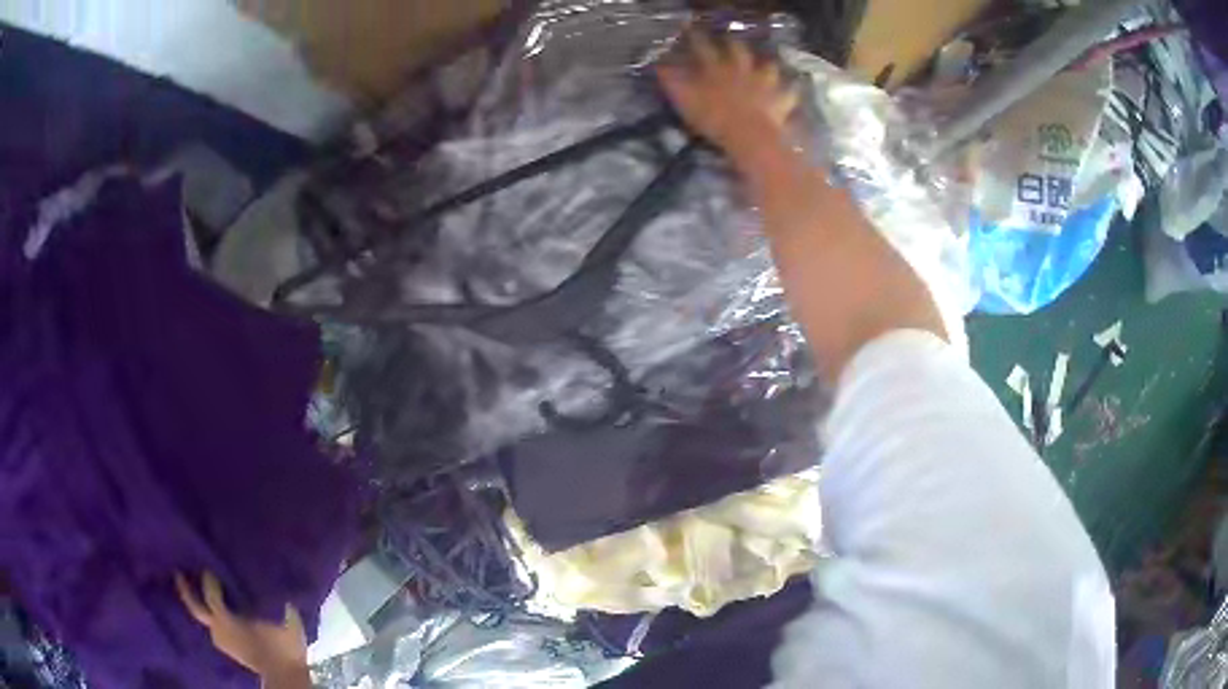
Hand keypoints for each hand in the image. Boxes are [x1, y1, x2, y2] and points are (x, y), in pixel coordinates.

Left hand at [176, 572, 308, 682]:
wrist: (285, 676)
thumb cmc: (283, 647)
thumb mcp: (286, 622)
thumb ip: (276, 603)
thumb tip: (279, 587)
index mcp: (228, 620)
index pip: (210, 595)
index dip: (209, 581)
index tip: (209, 568)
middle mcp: (219, 629)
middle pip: (196, 609)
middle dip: (186, 591)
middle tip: (179, 574)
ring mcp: (223, 642)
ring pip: (206, 621)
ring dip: (203, 608)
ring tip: (203, 595)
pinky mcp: (230, 651)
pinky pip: (216, 630)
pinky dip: (214, 621)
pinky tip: (220, 617)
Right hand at [657, 31, 798, 161]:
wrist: (750, 136)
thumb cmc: (713, 119)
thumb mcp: (685, 101)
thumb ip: (673, 82)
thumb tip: (659, 67)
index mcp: (717, 69)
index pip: (703, 48)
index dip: (696, 38)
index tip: (691, 30)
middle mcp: (742, 70)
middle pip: (738, 50)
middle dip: (733, 44)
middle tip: (730, 40)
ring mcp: (765, 83)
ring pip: (768, 66)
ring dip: (766, 64)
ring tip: (766, 64)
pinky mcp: (781, 100)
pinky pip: (789, 93)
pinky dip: (789, 91)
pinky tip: (790, 91)